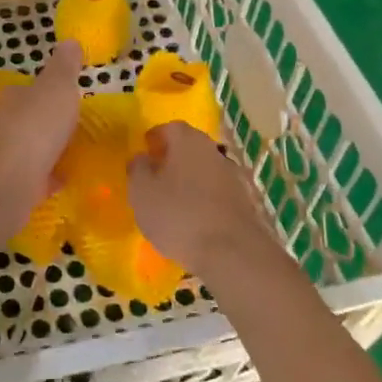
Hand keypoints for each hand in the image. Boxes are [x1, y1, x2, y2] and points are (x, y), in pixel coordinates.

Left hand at [0, 41, 83, 230]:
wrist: (2, 188)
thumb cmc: (33, 130)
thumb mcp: (57, 89)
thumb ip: (64, 68)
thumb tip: (70, 41)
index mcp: (12, 98)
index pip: (29, 91)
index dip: (50, 93)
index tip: (71, 100)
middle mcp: (3, 126)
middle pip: (29, 121)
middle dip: (49, 125)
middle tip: (81, 130)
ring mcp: (3, 160)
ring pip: (31, 152)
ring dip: (50, 153)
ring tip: (79, 156)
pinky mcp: (8, 191)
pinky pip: (34, 181)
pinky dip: (48, 180)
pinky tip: (66, 183)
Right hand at [128, 123, 274, 276]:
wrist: (231, 253)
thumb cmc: (178, 215)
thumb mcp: (142, 192)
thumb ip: (137, 169)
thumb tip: (142, 158)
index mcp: (188, 141)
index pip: (169, 128)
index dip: (154, 139)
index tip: (144, 154)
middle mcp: (213, 151)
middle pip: (189, 148)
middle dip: (171, 160)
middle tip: (154, 179)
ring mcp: (232, 176)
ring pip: (203, 171)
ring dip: (188, 181)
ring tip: (171, 204)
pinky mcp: (244, 202)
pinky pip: (216, 193)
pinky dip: (203, 200)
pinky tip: (193, 221)